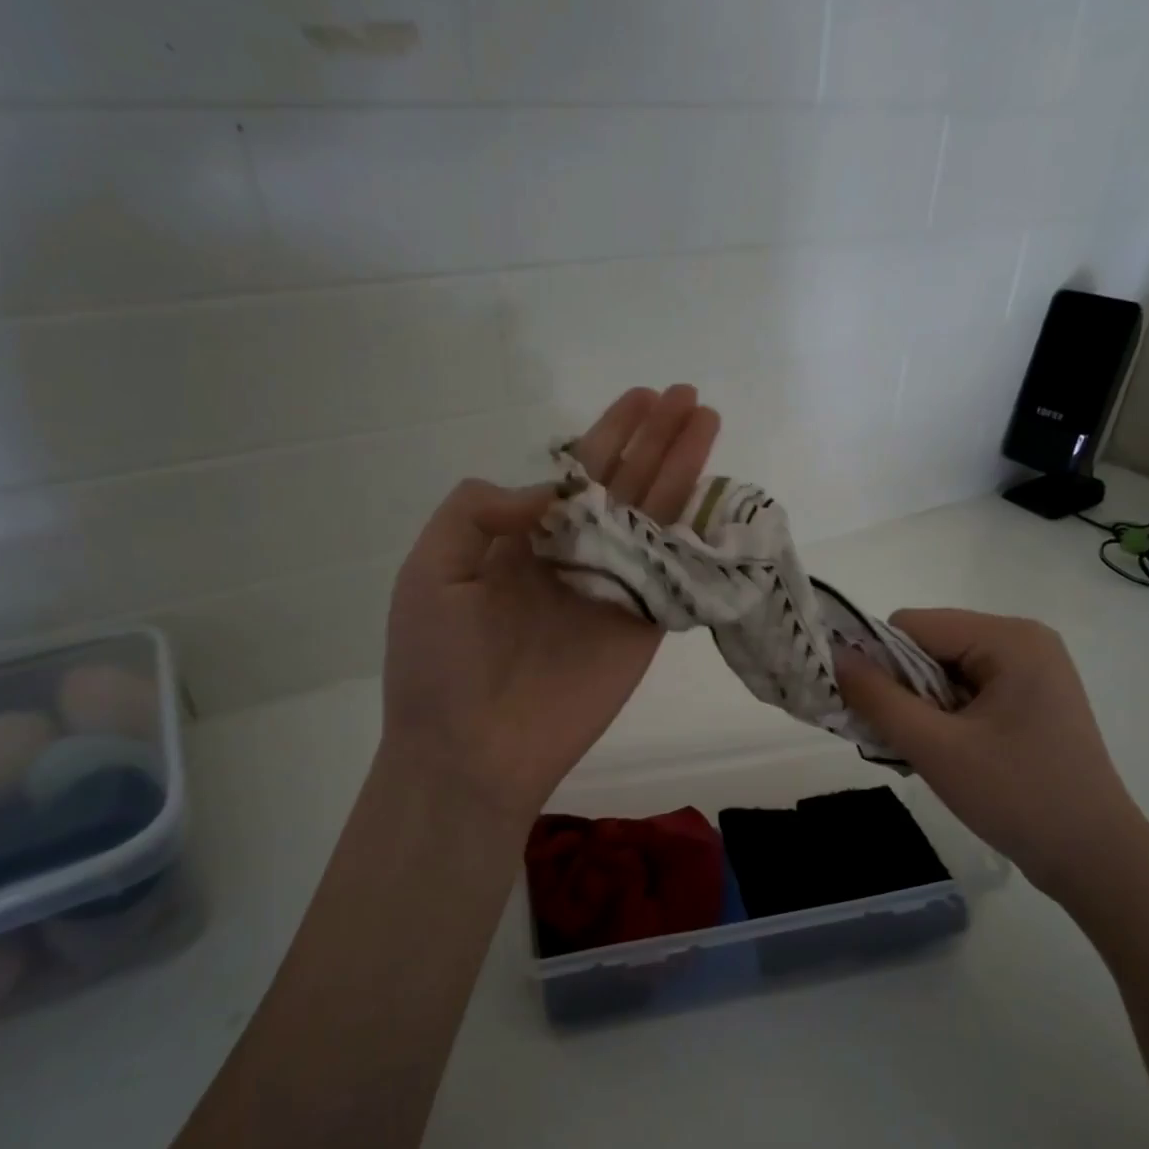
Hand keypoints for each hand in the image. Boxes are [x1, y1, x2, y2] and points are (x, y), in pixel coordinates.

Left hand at [380, 386, 720, 827]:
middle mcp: (572, 559)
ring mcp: (612, 592)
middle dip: (655, 441)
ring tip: (707, 424)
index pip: (574, 476)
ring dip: (683, 471)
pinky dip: (695, 536)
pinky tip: (717, 498)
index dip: (609, 435)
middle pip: (624, 487)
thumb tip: (548, 490)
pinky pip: (673, 573)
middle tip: (686, 397)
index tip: (639, 399)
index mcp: (522, 542)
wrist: (472, 751)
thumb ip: (478, 513)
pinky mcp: (641, 628)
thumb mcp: (431, 570)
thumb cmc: (439, 663)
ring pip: (655, 519)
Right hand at [834, 610, 1148, 903]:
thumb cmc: (1017, 797)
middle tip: (898, 741)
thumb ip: (877, 698)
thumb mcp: (935, 747)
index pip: (912, 626)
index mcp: (1008, 638)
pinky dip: (942, 718)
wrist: (1096, 860)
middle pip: (928, 646)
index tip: (869, 712)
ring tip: (925, 754)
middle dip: (901, 690)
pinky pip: (966, 692)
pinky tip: (946, 755)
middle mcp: (1022, 641)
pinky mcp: (1031, 700)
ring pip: (942, 672)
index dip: (878, 662)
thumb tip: (833, 655)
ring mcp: (1031, 671)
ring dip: (920, 709)